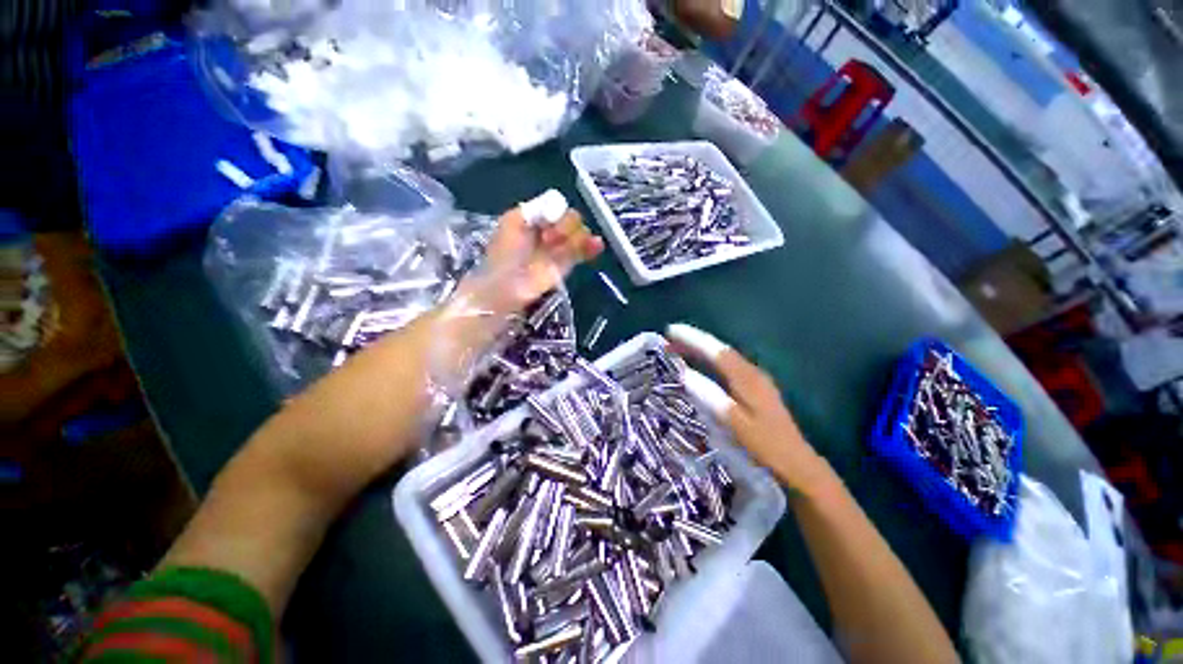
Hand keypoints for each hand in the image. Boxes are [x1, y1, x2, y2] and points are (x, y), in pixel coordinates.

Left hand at [478, 206, 603, 314]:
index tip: (546, 223)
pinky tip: (596, 244)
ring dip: (578, 236)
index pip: (557, 206)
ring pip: (580, 233)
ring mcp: (560, 247)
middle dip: (565, 226)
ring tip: (564, 247)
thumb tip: (558, 204)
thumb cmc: (504, 254)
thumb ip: (534, 209)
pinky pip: (584, 251)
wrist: (507, 286)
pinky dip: (592, 246)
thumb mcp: (511, 222)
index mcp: (536, 217)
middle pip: (571, 218)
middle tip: (549, 240)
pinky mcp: (567, 263)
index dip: (556, 212)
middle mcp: (550, 229)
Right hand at [666, 323, 833, 494]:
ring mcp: (755, 379)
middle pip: (719, 349)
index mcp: (747, 378)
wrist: (796, 463)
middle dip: (694, 341)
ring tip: (678, 348)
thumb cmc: (765, 445)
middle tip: (669, 338)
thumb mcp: (735, 423)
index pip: (716, 350)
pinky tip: (701, 364)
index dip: (693, 339)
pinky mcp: (754, 387)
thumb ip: (711, 397)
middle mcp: (751, 372)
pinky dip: (710, 360)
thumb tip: (685, 374)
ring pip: (723, 356)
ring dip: (701, 349)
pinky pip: (727, 365)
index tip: (671, 330)